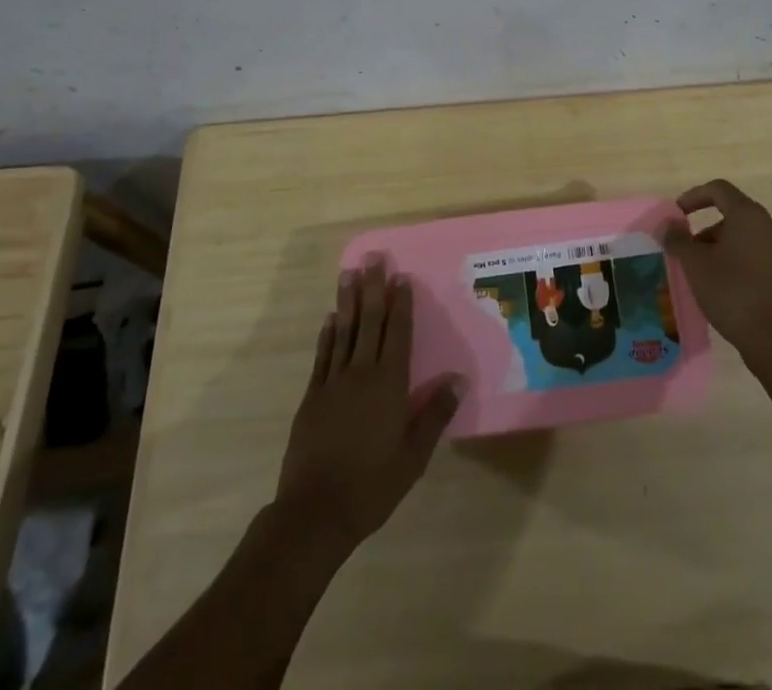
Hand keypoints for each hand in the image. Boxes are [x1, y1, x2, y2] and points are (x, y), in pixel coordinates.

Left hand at [275, 259, 461, 549]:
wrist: (315, 513)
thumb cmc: (372, 485)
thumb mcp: (413, 456)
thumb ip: (435, 414)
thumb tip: (460, 378)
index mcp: (389, 385)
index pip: (398, 334)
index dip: (401, 304)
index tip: (401, 276)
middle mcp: (361, 374)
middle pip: (369, 322)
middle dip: (373, 288)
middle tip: (373, 258)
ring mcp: (333, 383)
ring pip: (344, 332)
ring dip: (348, 301)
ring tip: (348, 273)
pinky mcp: (312, 397)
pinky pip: (323, 356)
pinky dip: (328, 335)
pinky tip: (330, 318)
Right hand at [660, 179, 771, 374]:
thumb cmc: (732, 293)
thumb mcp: (695, 265)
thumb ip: (678, 240)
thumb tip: (667, 225)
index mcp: (748, 215)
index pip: (718, 189)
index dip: (693, 196)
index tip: (677, 214)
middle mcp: (770, 225)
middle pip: (732, 214)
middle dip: (705, 228)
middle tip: (687, 251)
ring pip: (744, 236)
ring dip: (720, 246)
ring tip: (703, 272)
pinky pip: (756, 255)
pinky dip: (737, 260)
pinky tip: (724, 286)